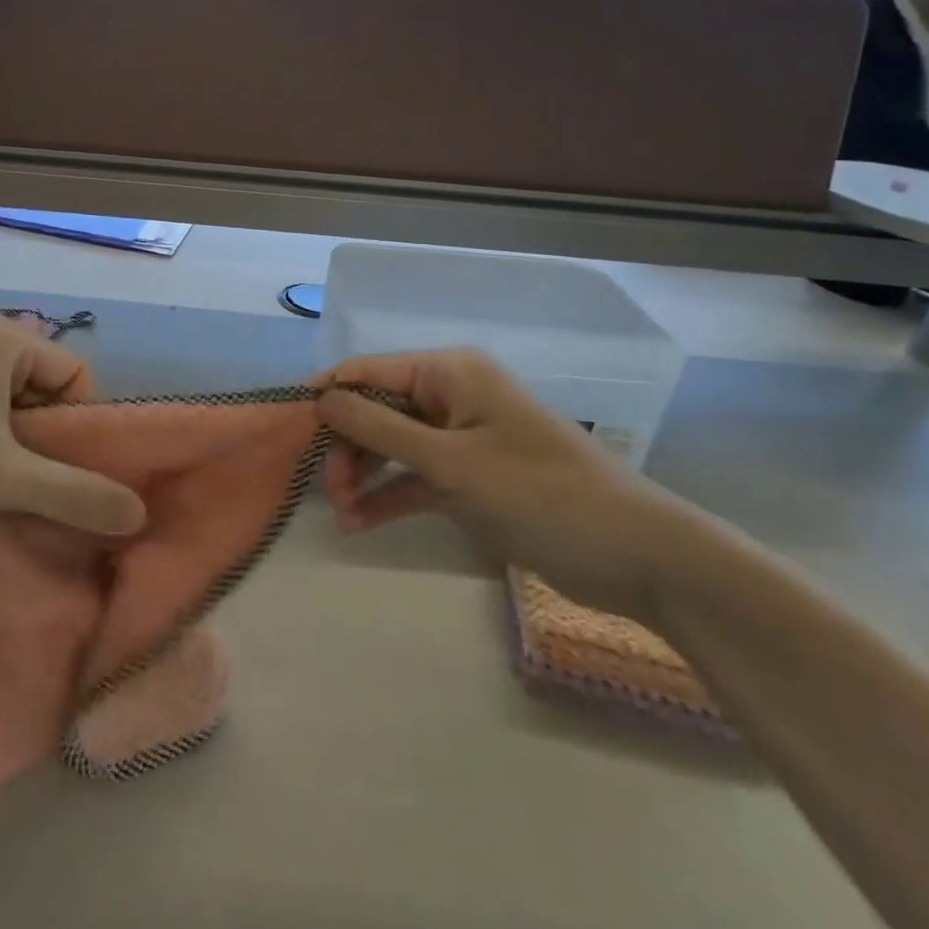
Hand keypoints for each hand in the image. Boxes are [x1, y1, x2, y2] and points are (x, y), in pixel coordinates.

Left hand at [0, 320, 146, 536]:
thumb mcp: (4, 480)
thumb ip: (75, 494)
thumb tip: (138, 512)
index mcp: (4, 339)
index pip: (76, 377)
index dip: (79, 428)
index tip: (62, 474)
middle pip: (44, 393)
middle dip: (47, 443)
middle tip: (33, 488)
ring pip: (11, 408)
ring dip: (16, 450)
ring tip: (2, 492)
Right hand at [317, 350, 706, 623]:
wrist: (638, 557)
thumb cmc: (538, 493)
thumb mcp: (448, 462)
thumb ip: (378, 428)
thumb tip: (320, 398)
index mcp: (450, 373)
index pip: (368, 371)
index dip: (327, 396)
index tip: (290, 430)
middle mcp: (452, 396)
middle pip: (377, 411)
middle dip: (347, 447)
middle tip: (327, 491)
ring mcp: (461, 439)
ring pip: (392, 446)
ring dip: (364, 476)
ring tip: (341, 514)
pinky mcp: (471, 478)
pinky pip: (416, 478)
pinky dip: (390, 497)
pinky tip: (359, 525)